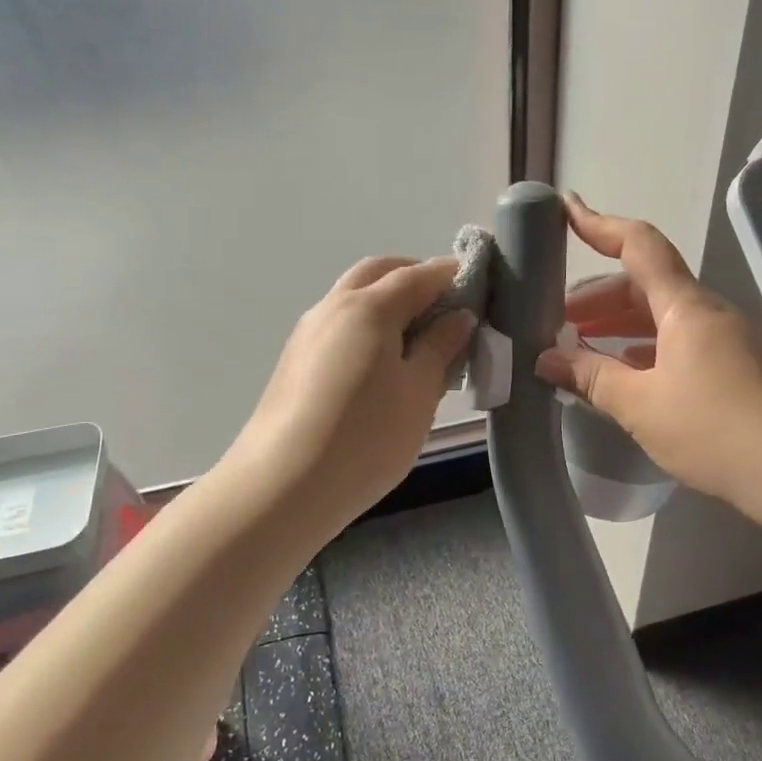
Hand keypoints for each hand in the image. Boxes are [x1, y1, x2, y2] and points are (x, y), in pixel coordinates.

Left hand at [224, 256, 473, 532]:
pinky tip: (384, 365)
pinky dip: (368, 326)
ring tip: (421, 342)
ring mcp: (308, 333)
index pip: (417, 275)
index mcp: (368, 307)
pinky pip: (340, 325)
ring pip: (354, 298)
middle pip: (378, 273)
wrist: (282, 487)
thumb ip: (441, 347)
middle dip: (414, 278)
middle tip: (448, 309)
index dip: (451, 274)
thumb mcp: (419, 392)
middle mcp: (333, 307)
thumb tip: (458, 316)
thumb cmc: (365, 437)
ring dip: (389, 303)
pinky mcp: (295, 360)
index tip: (479, 285)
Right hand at [534, 196, 761, 519]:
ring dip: (620, 324)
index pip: (639, 246)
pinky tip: (626, 371)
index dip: (600, 225)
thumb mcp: (639, 405)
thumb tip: (545, 361)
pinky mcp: (737, 365)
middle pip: (646, 284)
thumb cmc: (710, 429)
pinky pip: (681, 340)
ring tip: (583, 348)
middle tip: (559, 321)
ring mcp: (727, 338)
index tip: (566, 210)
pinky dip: (646, 346)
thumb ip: (590, 377)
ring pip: (663, 314)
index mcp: (686, 306)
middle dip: (599, 297)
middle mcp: (709, 311)